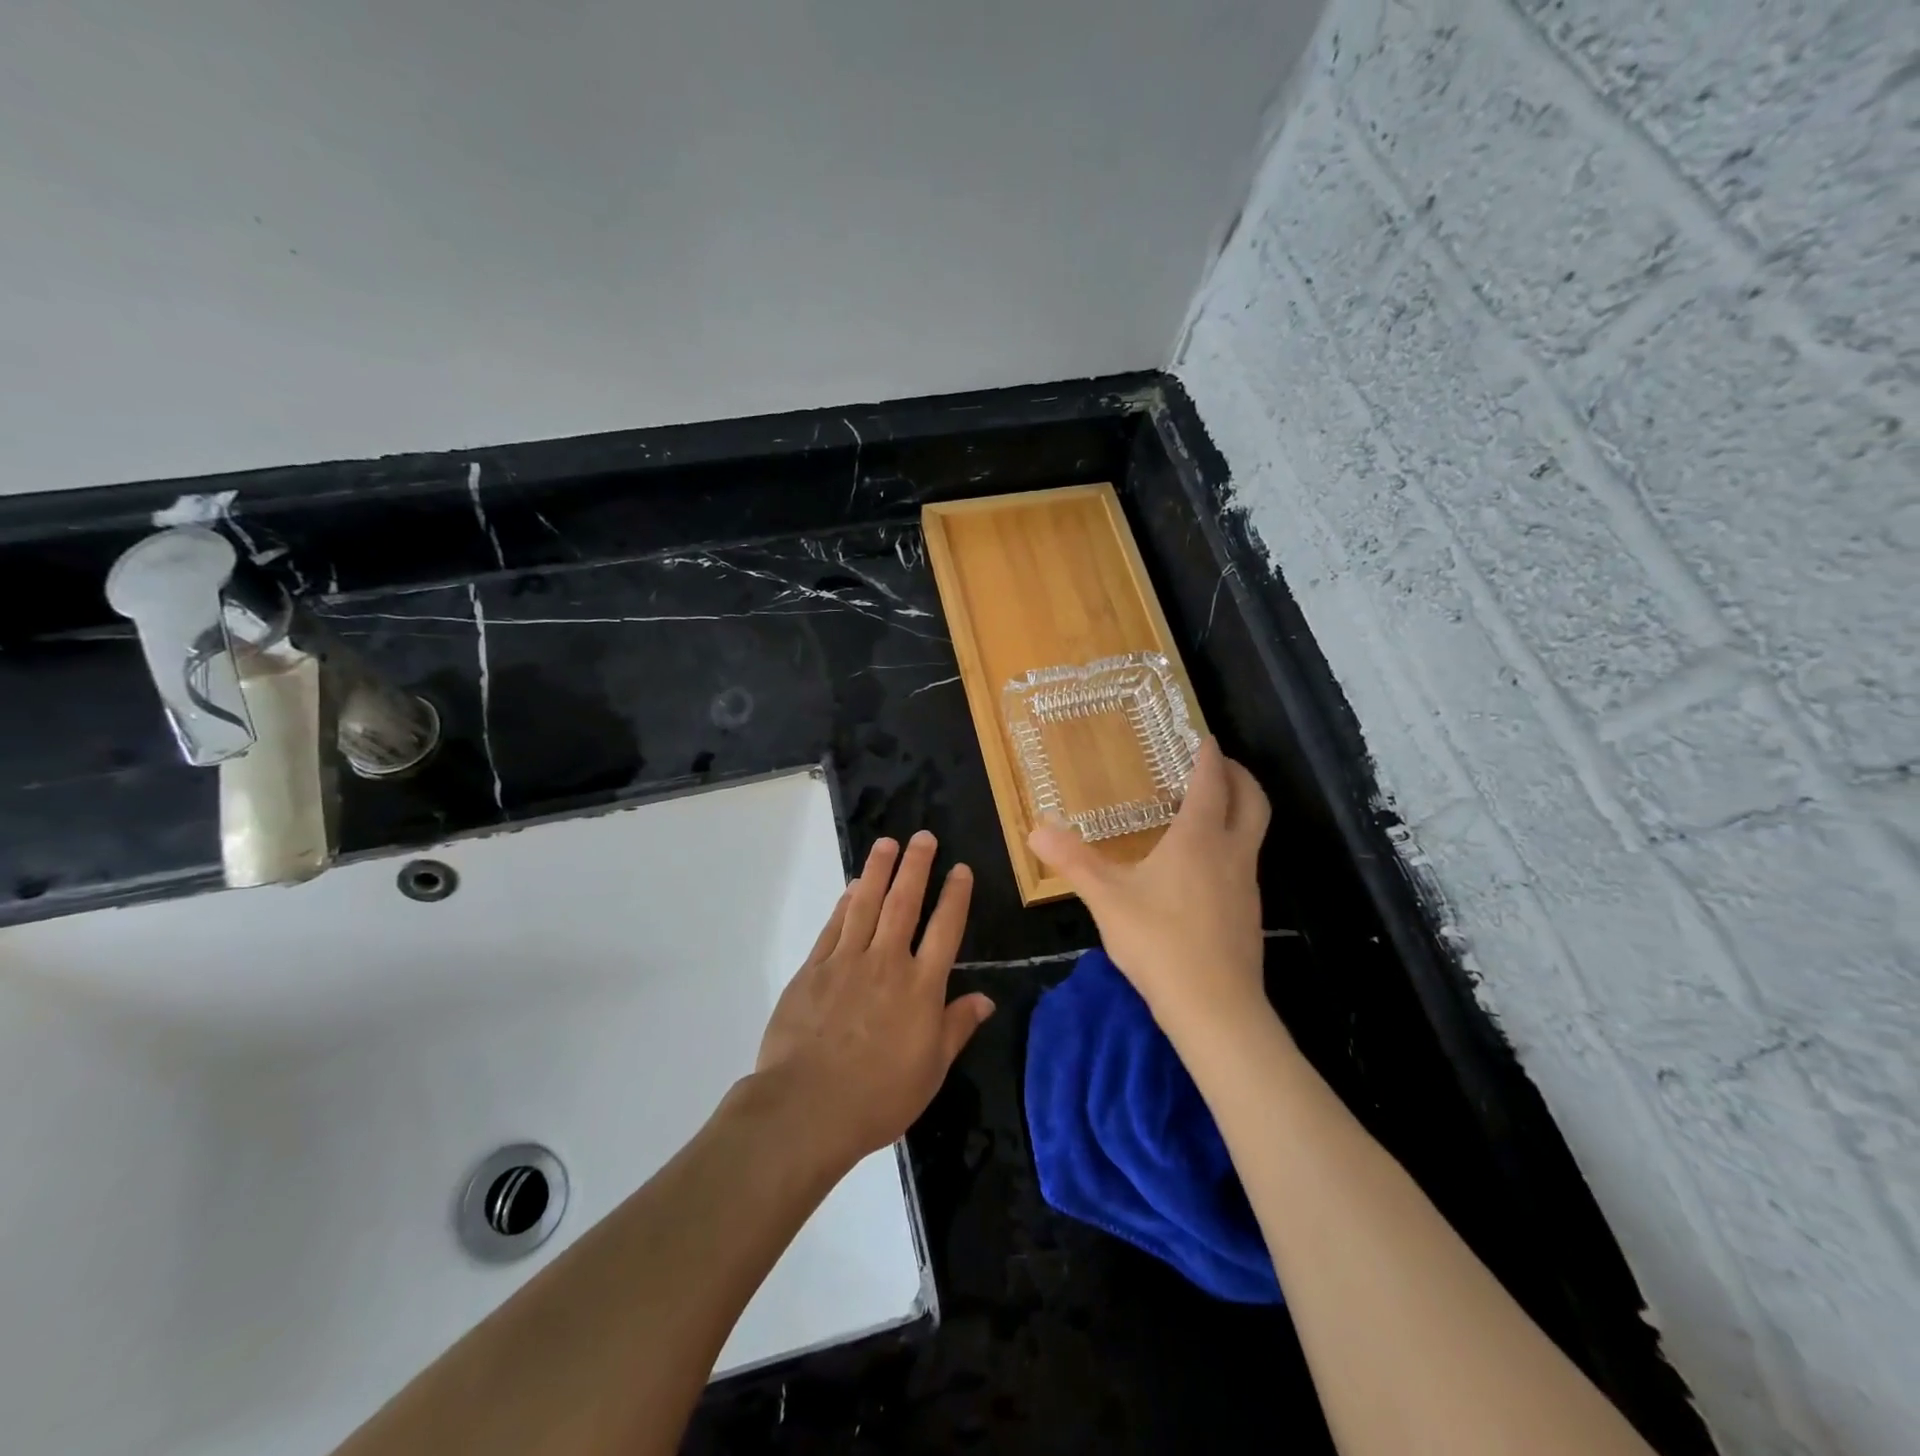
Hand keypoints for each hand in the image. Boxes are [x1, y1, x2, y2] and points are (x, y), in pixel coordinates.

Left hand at [754, 831, 993, 1164]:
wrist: (808, 1107)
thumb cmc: (879, 1096)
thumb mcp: (931, 1069)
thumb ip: (957, 1027)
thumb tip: (986, 998)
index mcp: (921, 987)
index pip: (944, 929)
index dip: (955, 895)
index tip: (960, 869)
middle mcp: (887, 962)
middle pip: (905, 903)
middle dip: (916, 866)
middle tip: (923, 837)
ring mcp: (847, 961)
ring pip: (867, 904)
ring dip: (879, 871)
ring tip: (888, 843)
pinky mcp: (814, 968)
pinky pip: (834, 926)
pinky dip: (845, 903)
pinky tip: (853, 887)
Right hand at [1029, 738, 1270, 1040]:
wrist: (1215, 1008)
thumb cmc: (1159, 942)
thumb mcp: (1107, 898)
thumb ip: (1073, 861)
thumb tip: (1035, 829)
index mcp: (1198, 838)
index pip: (1211, 783)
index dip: (1209, 757)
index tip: (1204, 738)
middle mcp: (1231, 852)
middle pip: (1253, 801)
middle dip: (1239, 776)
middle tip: (1217, 764)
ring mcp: (1247, 884)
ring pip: (1254, 832)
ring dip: (1239, 809)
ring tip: (1207, 810)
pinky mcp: (1249, 912)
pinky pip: (1245, 861)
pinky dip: (1232, 843)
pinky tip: (1203, 865)